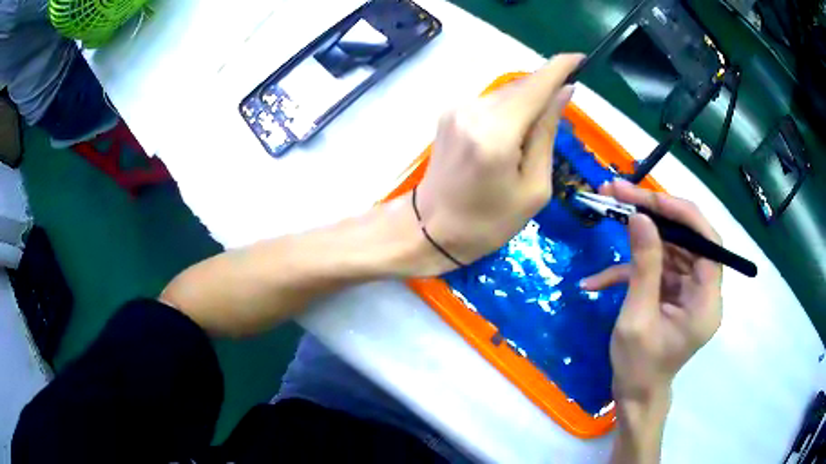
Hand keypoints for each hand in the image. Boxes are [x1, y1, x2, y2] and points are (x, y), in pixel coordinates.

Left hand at [414, 54, 583, 270]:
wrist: (431, 230)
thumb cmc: (489, 222)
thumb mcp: (534, 188)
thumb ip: (547, 134)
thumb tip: (563, 93)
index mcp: (496, 133)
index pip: (535, 86)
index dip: (560, 68)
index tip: (580, 59)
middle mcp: (472, 111)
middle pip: (520, 87)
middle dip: (545, 90)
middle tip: (563, 108)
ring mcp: (456, 109)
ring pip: (505, 94)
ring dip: (527, 103)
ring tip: (535, 134)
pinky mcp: (449, 114)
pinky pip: (490, 102)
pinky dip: (509, 110)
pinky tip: (513, 134)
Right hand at [581, 179, 722, 401]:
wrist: (634, 397)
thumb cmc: (638, 368)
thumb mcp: (637, 319)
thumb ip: (643, 267)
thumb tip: (639, 217)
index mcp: (706, 301)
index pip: (708, 242)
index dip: (682, 214)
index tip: (649, 199)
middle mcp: (704, 290)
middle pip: (687, 238)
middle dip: (654, 215)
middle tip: (619, 193)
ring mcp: (689, 290)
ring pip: (670, 247)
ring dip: (639, 234)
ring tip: (609, 212)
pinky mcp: (673, 293)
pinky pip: (657, 269)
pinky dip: (629, 270)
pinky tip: (597, 281)